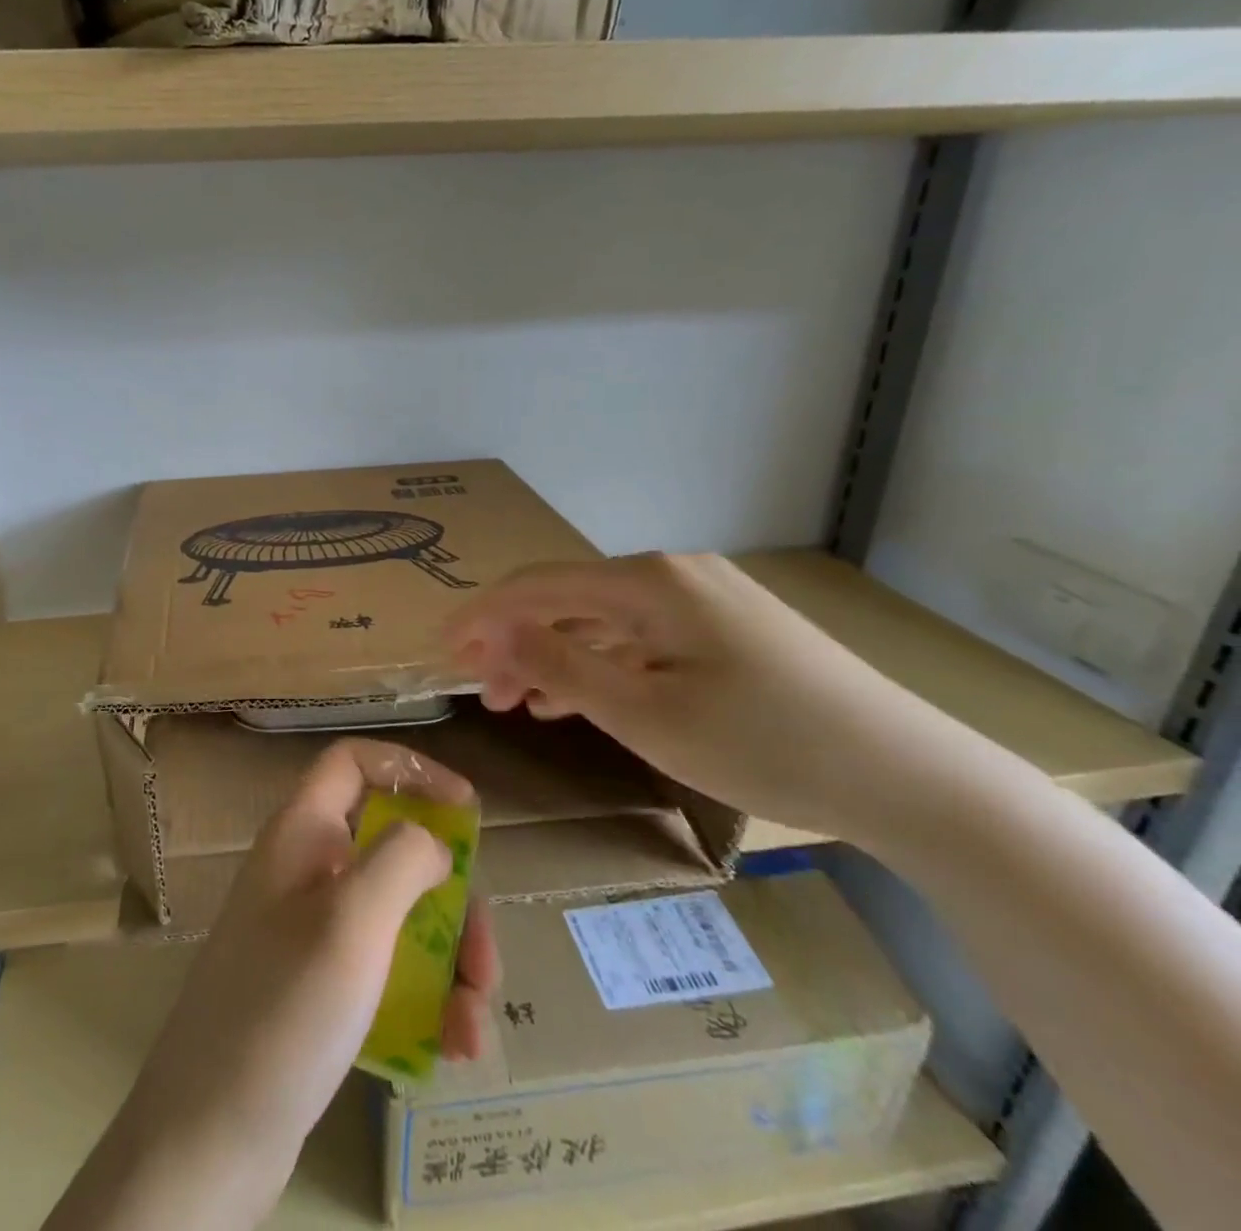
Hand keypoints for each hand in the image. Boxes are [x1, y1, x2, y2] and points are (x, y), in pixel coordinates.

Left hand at [50, 738, 498, 1230]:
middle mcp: (305, 870)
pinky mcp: (318, 987)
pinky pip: (385, 969)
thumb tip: (432, 841)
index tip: (466, 809)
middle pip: (392, 847)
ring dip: (448, 960)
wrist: (208, 1137)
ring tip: (474, 1023)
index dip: (411, 770)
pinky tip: (451, 1045)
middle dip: (451, 897)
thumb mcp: (352, 921)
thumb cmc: (283, 1010)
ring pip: (398, 915)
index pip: (353, 763)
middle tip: (485, 958)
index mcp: (302, 833)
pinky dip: (425, 998)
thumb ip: (400, 859)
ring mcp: (309, 930)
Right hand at [443, 553, 941, 844]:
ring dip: (553, 657)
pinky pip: (639, 639)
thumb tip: (494, 629)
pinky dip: (599, 666)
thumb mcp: (645, 713)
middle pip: (567, 600)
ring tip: (514, 702)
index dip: (482, 616)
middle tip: (476, 687)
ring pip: (601, 622)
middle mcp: (672, 575)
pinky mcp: (726, 630)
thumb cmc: (766, 745)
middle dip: (514, 640)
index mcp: (648, 582)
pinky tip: (575, 699)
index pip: (538, 586)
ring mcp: (703, 600)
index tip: (441, 649)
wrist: (911, 777)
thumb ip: (560, 666)